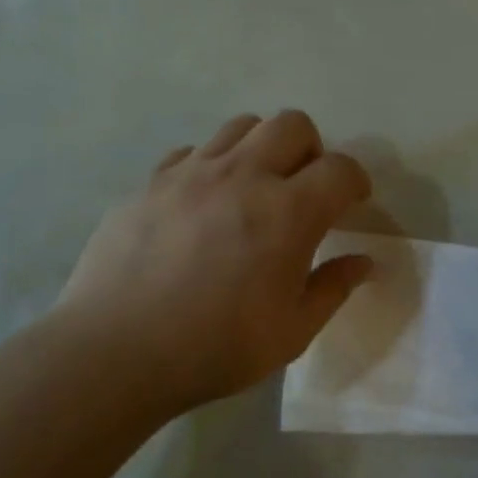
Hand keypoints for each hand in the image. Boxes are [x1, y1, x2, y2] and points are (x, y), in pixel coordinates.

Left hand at [55, 111, 372, 414]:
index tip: (352, 202)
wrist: (114, 353)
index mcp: (287, 213)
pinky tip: (203, 205)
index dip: (355, 181)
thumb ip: (333, 288)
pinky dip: (210, 166)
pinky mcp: (151, 182)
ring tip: (253, 190)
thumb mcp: (291, 332)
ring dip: (261, 149)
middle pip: (292, 124)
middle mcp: (243, 176)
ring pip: (241, 127)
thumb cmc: (215, 348)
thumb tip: (363, 262)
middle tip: (303, 190)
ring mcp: (191, 173)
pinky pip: (192, 152)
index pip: (340, 168)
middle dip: (311, 150)